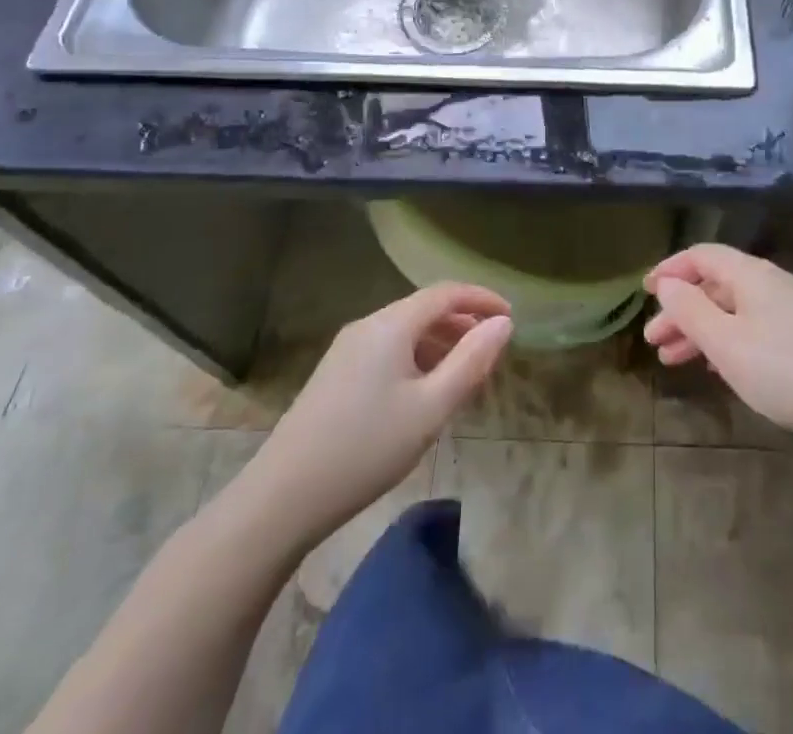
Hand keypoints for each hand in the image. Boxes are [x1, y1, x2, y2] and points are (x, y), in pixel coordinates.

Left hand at [242, 284, 513, 542]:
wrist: (281, 499)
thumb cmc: (365, 450)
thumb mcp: (430, 409)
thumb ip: (471, 362)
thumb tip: (503, 324)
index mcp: (391, 324)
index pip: (446, 293)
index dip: (482, 299)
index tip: (511, 317)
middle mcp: (368, 325)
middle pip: (424, 309)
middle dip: (463, 323)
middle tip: (492, 351)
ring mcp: (347, 349)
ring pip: (405, 330)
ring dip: (440, 343)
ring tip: (464, 375)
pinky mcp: (335, 374)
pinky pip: (388, 349)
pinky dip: (416, 358)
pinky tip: (424, 392)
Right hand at [644, 244, 792, 456]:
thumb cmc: (785, 370)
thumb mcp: (726, 343)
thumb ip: (691, 310)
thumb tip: (667, 284)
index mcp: (751, 274)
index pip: (702, 256)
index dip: (671, 269)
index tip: (645, 292)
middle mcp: (772, 283)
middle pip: (716, 285)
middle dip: (681, 310)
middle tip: (654, 341)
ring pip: (734, 310)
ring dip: (701, 330)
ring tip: (676, 360)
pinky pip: (754, 327)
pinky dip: (727, 341)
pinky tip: (719, 366)